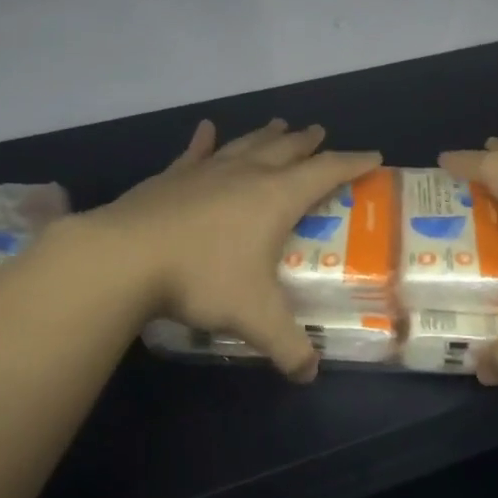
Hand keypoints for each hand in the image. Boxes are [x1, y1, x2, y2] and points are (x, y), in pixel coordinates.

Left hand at [82, 118, 379, 381]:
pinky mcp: (171, 177)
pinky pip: (195, 152)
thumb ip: (287, 346)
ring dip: (267, 135)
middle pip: (286, 150)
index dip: (352, 164)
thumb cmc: (202, 277)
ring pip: (246, 145)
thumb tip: (309, 373)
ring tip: (280, 124)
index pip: (326, 172)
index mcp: (275, 198)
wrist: (125, 257)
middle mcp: (245, 175)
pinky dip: (205, 140)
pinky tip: (207, 129)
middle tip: (320, 132)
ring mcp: (205, 171)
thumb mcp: (254, 316)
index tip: (372, 157)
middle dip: (307, 142)